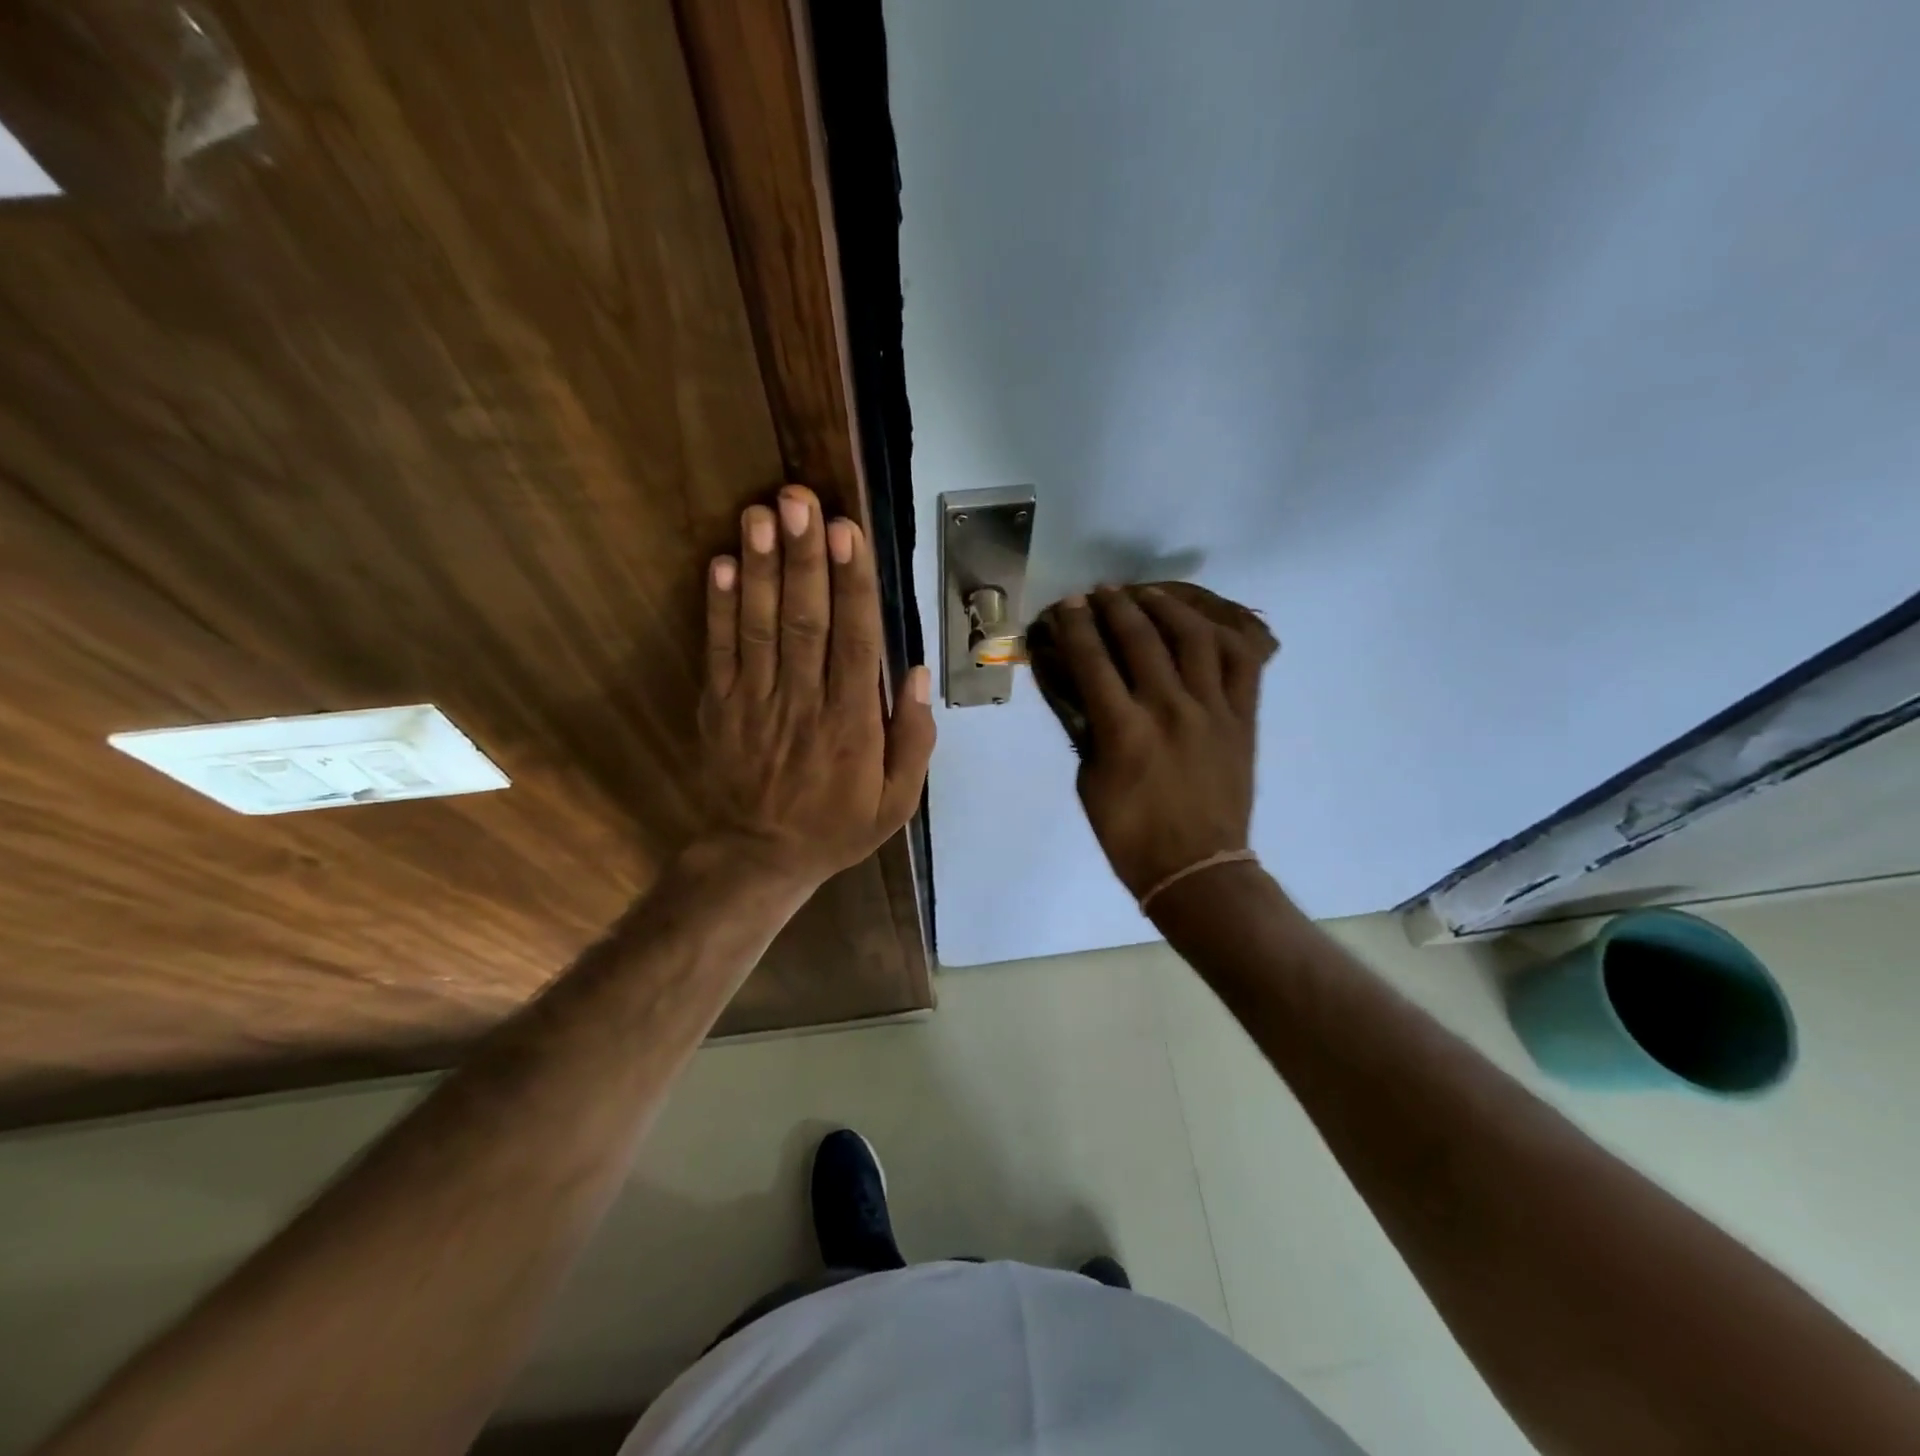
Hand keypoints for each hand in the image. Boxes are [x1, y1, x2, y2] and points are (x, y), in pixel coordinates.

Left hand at [696, 484, 934, 889]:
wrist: (760, 857)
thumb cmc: (837, 826)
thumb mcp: (897, 802)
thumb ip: (913, 740)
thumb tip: (918, 674)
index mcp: (852, 725)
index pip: (855, 642)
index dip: (852, 585)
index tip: (849, 533)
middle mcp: (804, 703)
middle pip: (806, 621)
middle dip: (804, 557)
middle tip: (799, 500)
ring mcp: (755, 703)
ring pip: (760, 627)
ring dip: (762, 568)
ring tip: (761, 513)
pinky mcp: (720, 706)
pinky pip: (719, 651)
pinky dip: (719, 607)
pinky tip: (724, 563)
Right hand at [1040, 586, 1268, 901]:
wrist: (1197, 869)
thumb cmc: (1131, 836)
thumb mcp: (1090, 784)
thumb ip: (1089, 734)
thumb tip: (1088, 696)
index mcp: (1123, 730)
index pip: (1093, 660)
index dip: (1076, 627)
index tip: (1068, 606)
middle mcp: (1168, 708)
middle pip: (1141, 638)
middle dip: (1115, 606)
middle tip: (1101, 592)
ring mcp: (1212, 710)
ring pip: (1194, 637)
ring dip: (1167, 608)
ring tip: (1148, 595)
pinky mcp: (1242, 718)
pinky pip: (1241, 662)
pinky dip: (1223, 634)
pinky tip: (1203, 623)